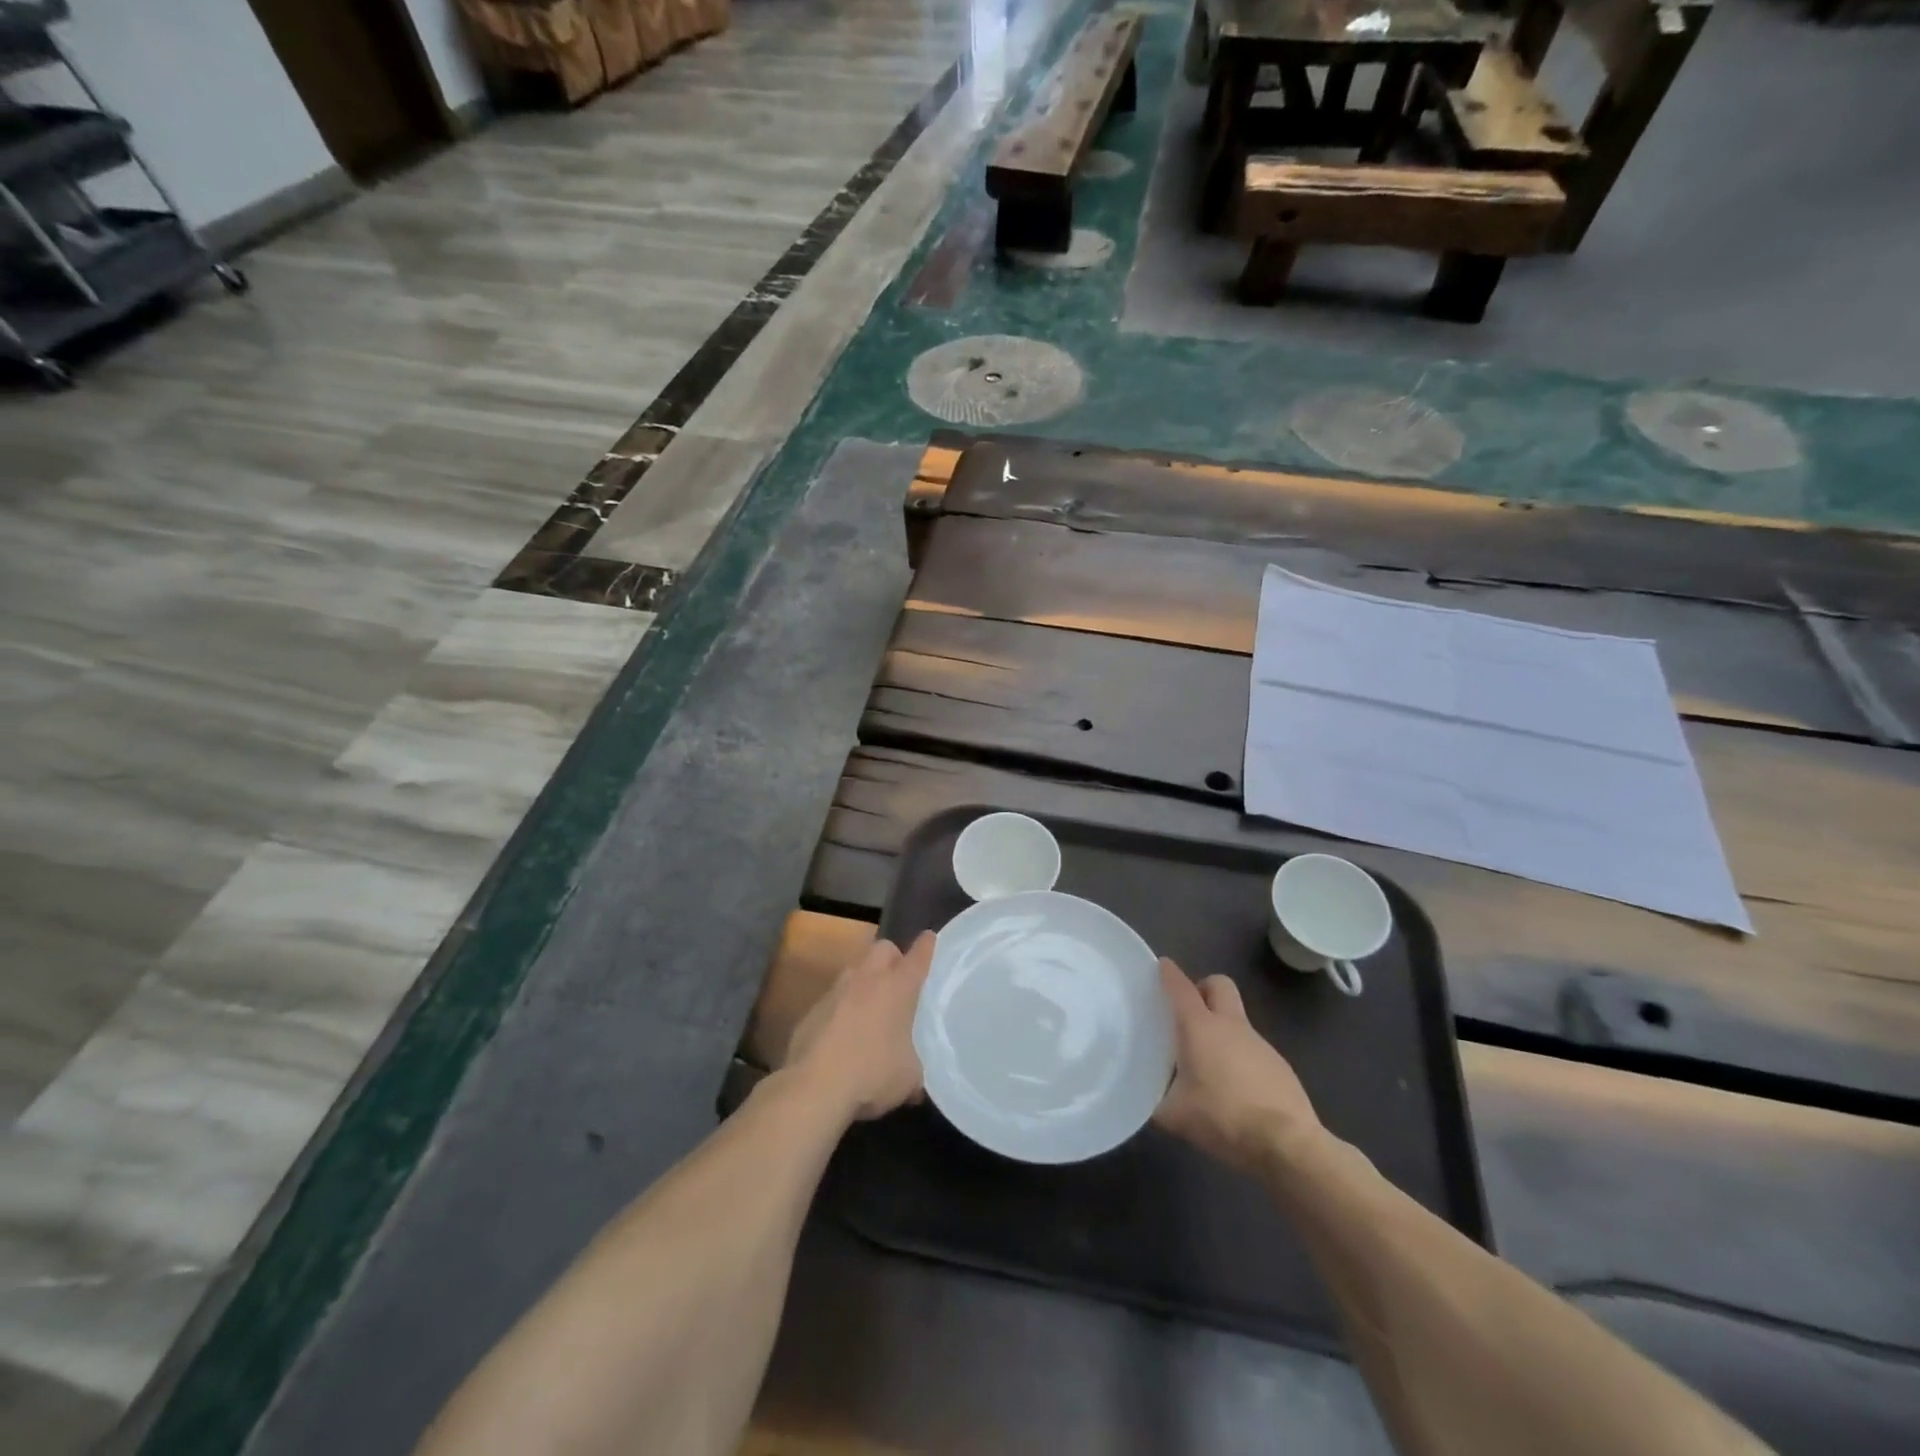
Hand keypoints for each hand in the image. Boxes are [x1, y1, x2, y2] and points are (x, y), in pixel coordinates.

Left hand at [783, 932, 933, 1122]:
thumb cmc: (872, 1073)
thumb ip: (915, 1066)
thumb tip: (916, 1079)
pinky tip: (843, 1035)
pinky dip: (842, 1008)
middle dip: (893, 957)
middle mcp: (867, 979)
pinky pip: (834, 998)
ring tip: (871, 1009)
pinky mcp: (813, 1009)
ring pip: (855, 970)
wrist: (814, 1086)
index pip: (918, 956)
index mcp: (898, 988)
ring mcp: (836, 991)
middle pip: (883, 948)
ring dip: (865, 981)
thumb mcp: (909, 1077)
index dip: (926, 946)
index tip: (930, 938)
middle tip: (899, 980)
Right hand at [1154, 959, 1322, 1173]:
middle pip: (1219, 984)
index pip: (1181, 988)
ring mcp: (1259, 1043)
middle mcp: (1230, 1025)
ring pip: (1236, 1019)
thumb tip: (1148, 1099)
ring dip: (1221, 1029)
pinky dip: (1239, 1057)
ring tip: (1207, 1065)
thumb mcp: (1175, 1116)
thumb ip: (1156, 1102)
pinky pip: (1252, 1049)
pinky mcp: (1279, 1065)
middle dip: (1203, 989)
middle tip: (1188, 1013)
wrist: (1287, 1144)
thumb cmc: (1223, 1119)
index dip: (1169, 973)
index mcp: (1200, 1028)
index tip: (1162, 966)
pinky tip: (1235, 1090)